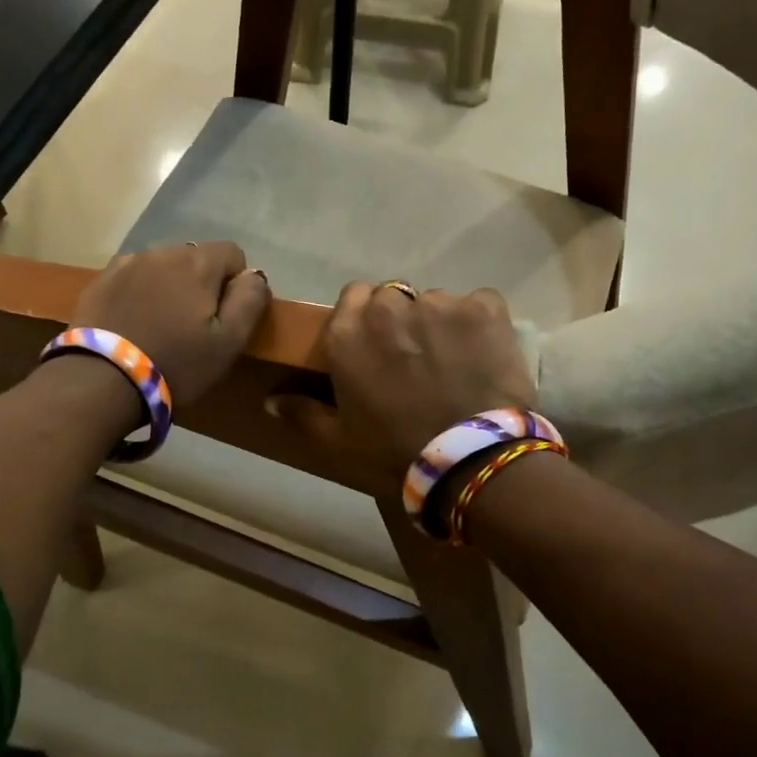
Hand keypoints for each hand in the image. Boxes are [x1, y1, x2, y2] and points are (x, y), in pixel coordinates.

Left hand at [70, 242, 271, 404]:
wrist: (101, 380)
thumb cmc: (176, 364)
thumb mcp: (228, 343)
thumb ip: (249, 301)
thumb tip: (254, 275)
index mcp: (198, 263)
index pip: (233, 253)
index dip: (236, 283)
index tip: (225, 316)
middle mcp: (163, 251)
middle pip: (196, 257)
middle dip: (202, 282)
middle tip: (194, 325)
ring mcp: (128, 263)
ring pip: (163, 265)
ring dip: (170, 285)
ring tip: (163, 323)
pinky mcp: (101, 280)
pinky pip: (134, 276)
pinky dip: (141, 291)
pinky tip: (135, 321)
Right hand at [275, 281, 535, 491]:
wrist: (470, 460)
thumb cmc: (395, 452)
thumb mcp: (340, 441)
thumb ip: (304, 413)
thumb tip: (271, 400)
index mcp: (348, 332)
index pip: (352, 296)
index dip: (363, 318)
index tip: (373, 346)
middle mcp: (390, 307)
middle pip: (393, 297)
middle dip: (400, 320)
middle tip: (412, 359)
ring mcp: (441, 303)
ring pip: (435, 302)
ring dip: (437, 324)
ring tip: (452, 363)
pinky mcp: (485, 308)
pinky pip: (479, 304)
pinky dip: (479, 325)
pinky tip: (483, 355)